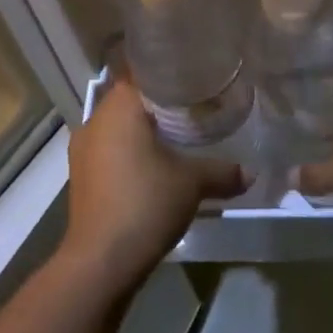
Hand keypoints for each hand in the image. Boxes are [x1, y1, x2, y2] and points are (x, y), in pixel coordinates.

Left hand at [62, 78, 244, 293]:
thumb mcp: (193, 183)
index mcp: (119, 108)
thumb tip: (251, 172)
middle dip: (159, 103)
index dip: (168, 72)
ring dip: (143, 130)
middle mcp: (95, 120)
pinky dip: (130, 152)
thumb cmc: (146, 202)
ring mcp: (83, 150)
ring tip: (177, 136)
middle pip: (130, 99)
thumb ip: (223, 171)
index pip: (142, 72)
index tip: (193, 77)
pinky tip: (154, 166)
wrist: (101, 260)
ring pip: (118, 127)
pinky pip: (110, 151)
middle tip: (193, 106)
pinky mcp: (82, 177)